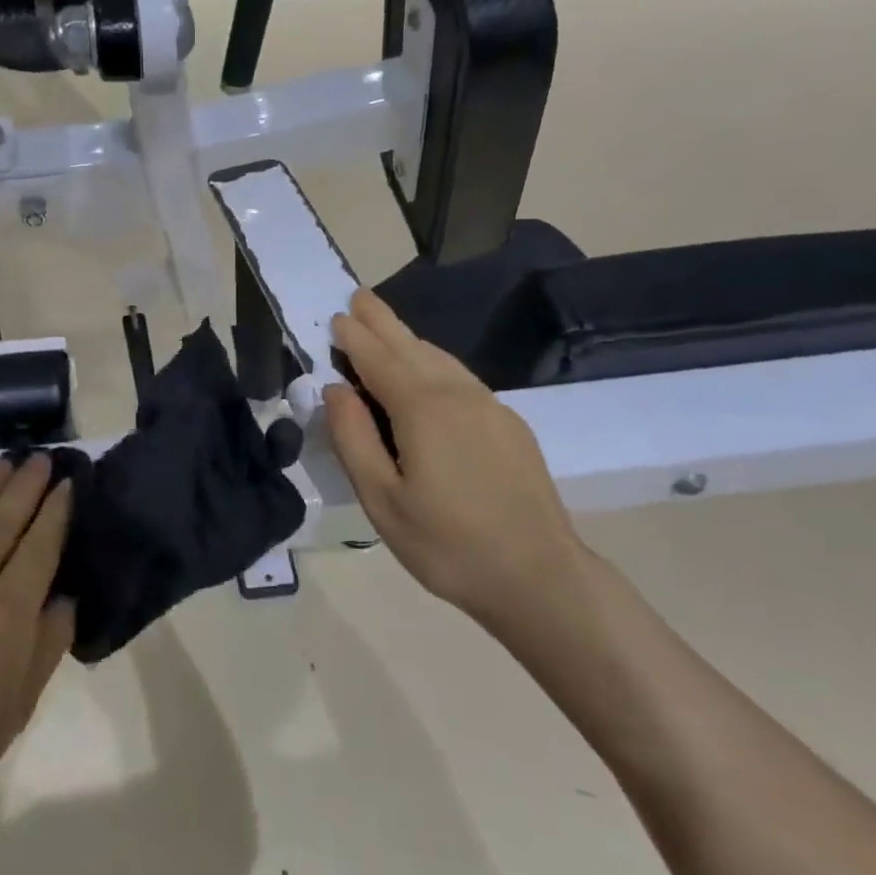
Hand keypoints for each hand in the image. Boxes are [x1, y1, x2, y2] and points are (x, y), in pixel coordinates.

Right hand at [323, 289, 585, 633]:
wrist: (539, 577)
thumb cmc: (447, 544)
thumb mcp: (382, 500)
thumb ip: (354, 438)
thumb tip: (336, 389)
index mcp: (423, 409)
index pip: (379, 359)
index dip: (354, 337)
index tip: (336, 317)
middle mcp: (458, 394)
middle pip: (412, 346)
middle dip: (382, 321)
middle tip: (359, 296)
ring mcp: (490, 406)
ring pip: (440, 359)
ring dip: (408, 340)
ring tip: (385, 329)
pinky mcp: (508, 424)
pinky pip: (460, 378)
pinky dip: (433, 363)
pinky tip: (426, 372)